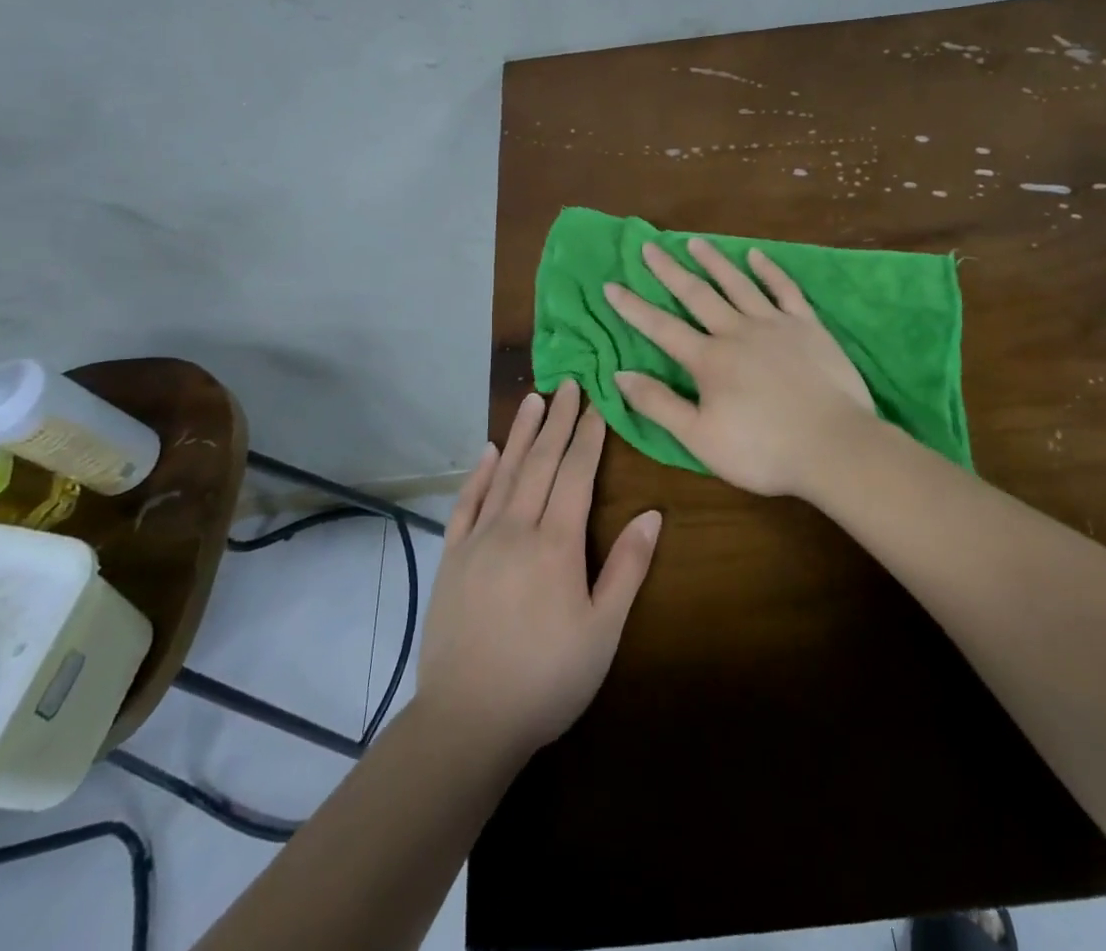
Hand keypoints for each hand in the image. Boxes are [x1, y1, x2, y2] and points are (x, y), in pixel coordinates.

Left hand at [415, 380, 661, 763]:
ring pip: (504, 473)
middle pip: (540, 462)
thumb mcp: (602, 631)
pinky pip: (466, 503)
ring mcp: (479, 540)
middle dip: (557, 421)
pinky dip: (479, 474)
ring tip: (533, 399)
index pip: (576, 474)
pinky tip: (488, 452)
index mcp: (556, 543)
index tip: (596, 403)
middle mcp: (516, 528)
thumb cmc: (547, 679)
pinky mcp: (452, 558)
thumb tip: (653, 514)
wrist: (467, 721)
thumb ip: (627, 568)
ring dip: (520, 434)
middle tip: (567, 384)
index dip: (588, 436)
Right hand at [604, 238, 875, 497]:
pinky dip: (769, 270)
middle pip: (696, 294)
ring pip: (737, 283)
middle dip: (669, 270)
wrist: (835, 446)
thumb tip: (619, 374)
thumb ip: (659, 404)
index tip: (611, 285)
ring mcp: (774, 324)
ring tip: (694, 241)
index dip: (633, 307)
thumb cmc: (763, 450)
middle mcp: (736, 331)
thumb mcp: (700, 438)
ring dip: (713, 261)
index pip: (661, 328)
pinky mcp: (807, 326)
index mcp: (708, 360)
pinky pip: (784, 290)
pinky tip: (756, 255)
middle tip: (649, 246)